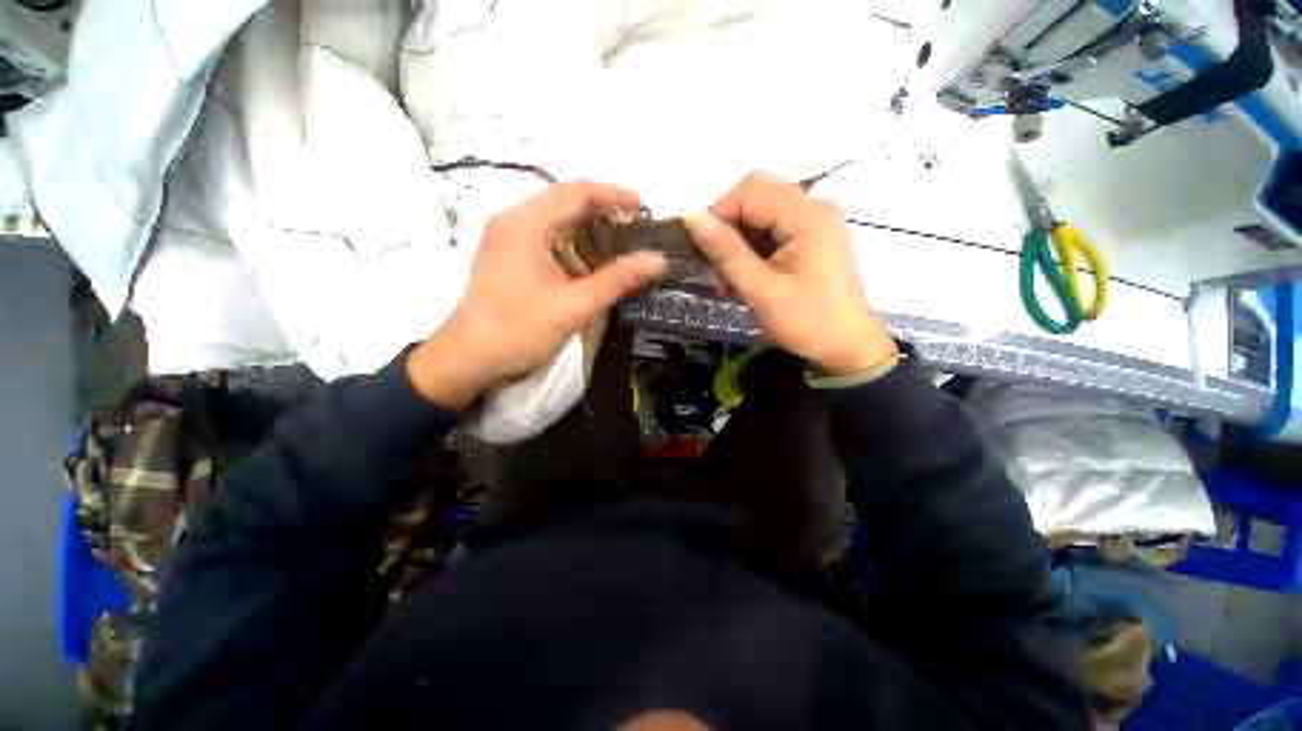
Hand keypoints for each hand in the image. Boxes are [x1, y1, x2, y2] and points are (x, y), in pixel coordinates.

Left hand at [407, 182, 665, 408]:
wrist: (467, 359)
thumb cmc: (518, 330)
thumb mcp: (573, 306)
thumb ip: (616, 280)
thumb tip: (658, 260)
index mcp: (526, 224)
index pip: (577, 193)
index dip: (614, 195)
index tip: (645, 207)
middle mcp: (515, 222)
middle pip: (565, 202)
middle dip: (604, 211)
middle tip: (637, 228)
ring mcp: (509, 239)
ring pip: (557, 221)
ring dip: (589, 229)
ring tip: (621, 243)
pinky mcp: (509, 257)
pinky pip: (548, 239)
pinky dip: (574, 245)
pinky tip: (591, 262)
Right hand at [683, 171, 896, 375]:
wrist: (847, 348)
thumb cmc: (807, 323)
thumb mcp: (762, 291)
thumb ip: (727, 252)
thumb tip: (690, 218)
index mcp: (808, 217)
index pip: (750, 191)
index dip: (719, 214)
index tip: (702, 252)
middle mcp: (814, 208)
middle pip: (756, 195)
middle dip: (728, 227)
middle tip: (715, 264)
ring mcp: (814, 222)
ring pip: (760, 213)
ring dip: (737, 242)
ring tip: (727, 281)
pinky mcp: (811, 238)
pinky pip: (771, 229)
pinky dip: (751, 250)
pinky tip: (744, 277)